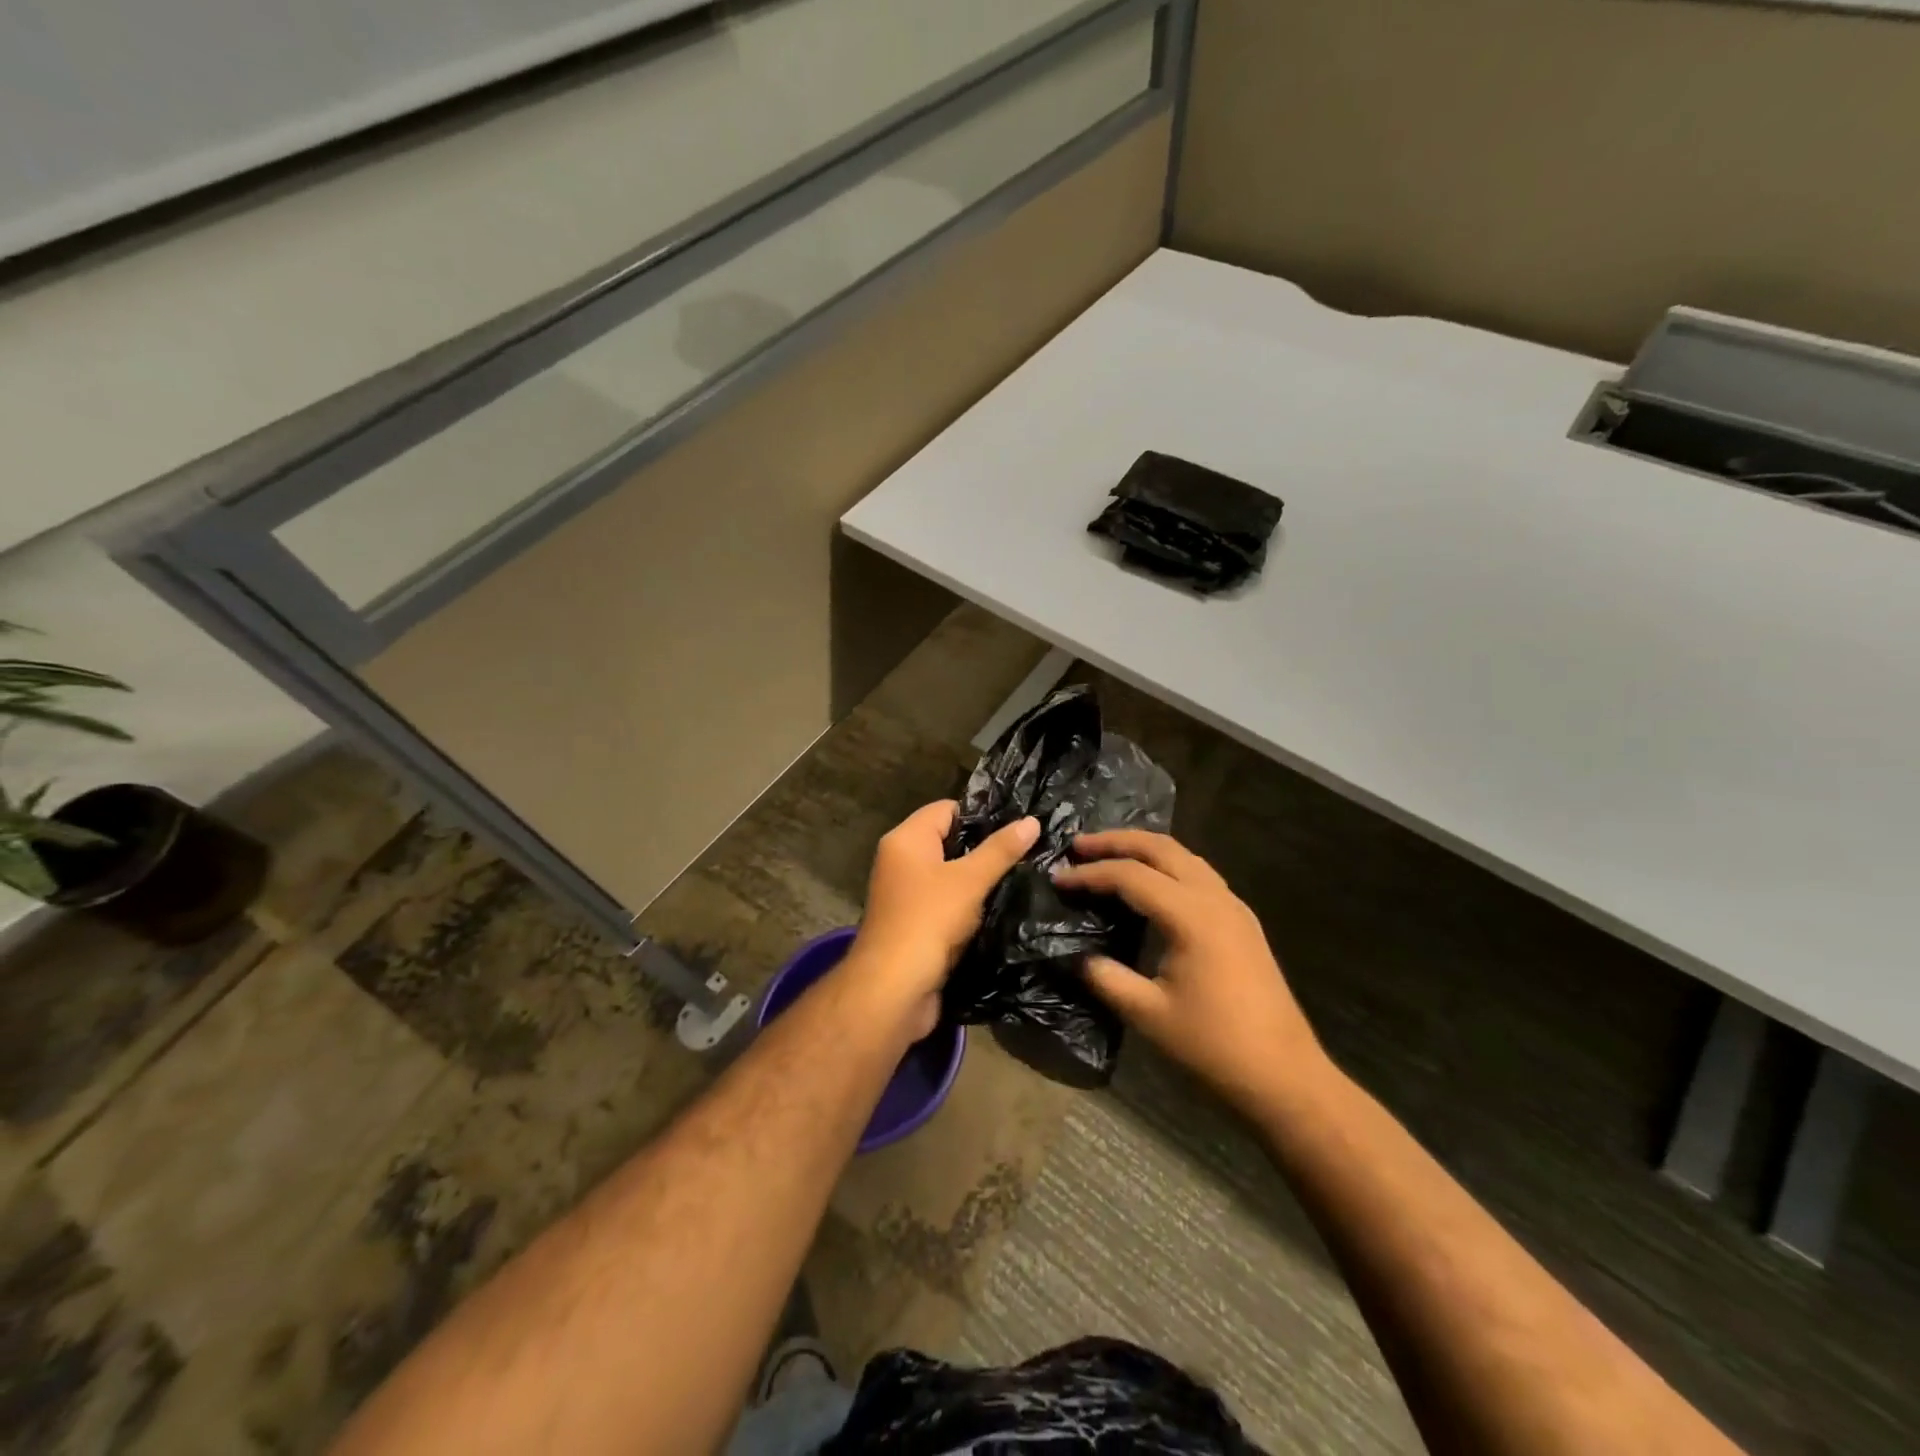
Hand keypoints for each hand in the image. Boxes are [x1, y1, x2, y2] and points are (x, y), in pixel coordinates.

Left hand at [844, 801, 1039, 1039]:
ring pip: (951, 876)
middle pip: (950, 842)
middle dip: (986, 848)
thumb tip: (1031, 820)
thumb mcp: (970, 880)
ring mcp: (907, 895)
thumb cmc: (929, 920)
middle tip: (1029, 851)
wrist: (894, 989)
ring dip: (980, 880)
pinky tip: (1001, 909)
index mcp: (906, 839)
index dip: (982, 814)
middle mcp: (901, 861)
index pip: (947, 809)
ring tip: (1023, 877)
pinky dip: (970, 906)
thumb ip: (1000, 850)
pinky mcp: (916, 924)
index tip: (1019, 825)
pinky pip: (947, 904)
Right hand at [1051, 830, 1325, 1112]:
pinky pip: (1198, 873)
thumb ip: (1106, 977)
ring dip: (1143, 848)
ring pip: (1183, 855)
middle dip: (1116, 841)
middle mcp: (1215, 898)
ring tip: (1108, 855)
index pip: (1131, 876)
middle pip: (1161, 848)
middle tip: (1078, 846)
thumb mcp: (1148, 1014)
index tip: (1058, 878)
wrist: (1284, 1075)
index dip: (1090, 874)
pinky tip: (1149, 883)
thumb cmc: (1214, 1046)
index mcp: (1192, 916)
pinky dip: (1166, 865)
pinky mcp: (1241, 920)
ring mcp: (1233, 906)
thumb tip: (1075, 956)